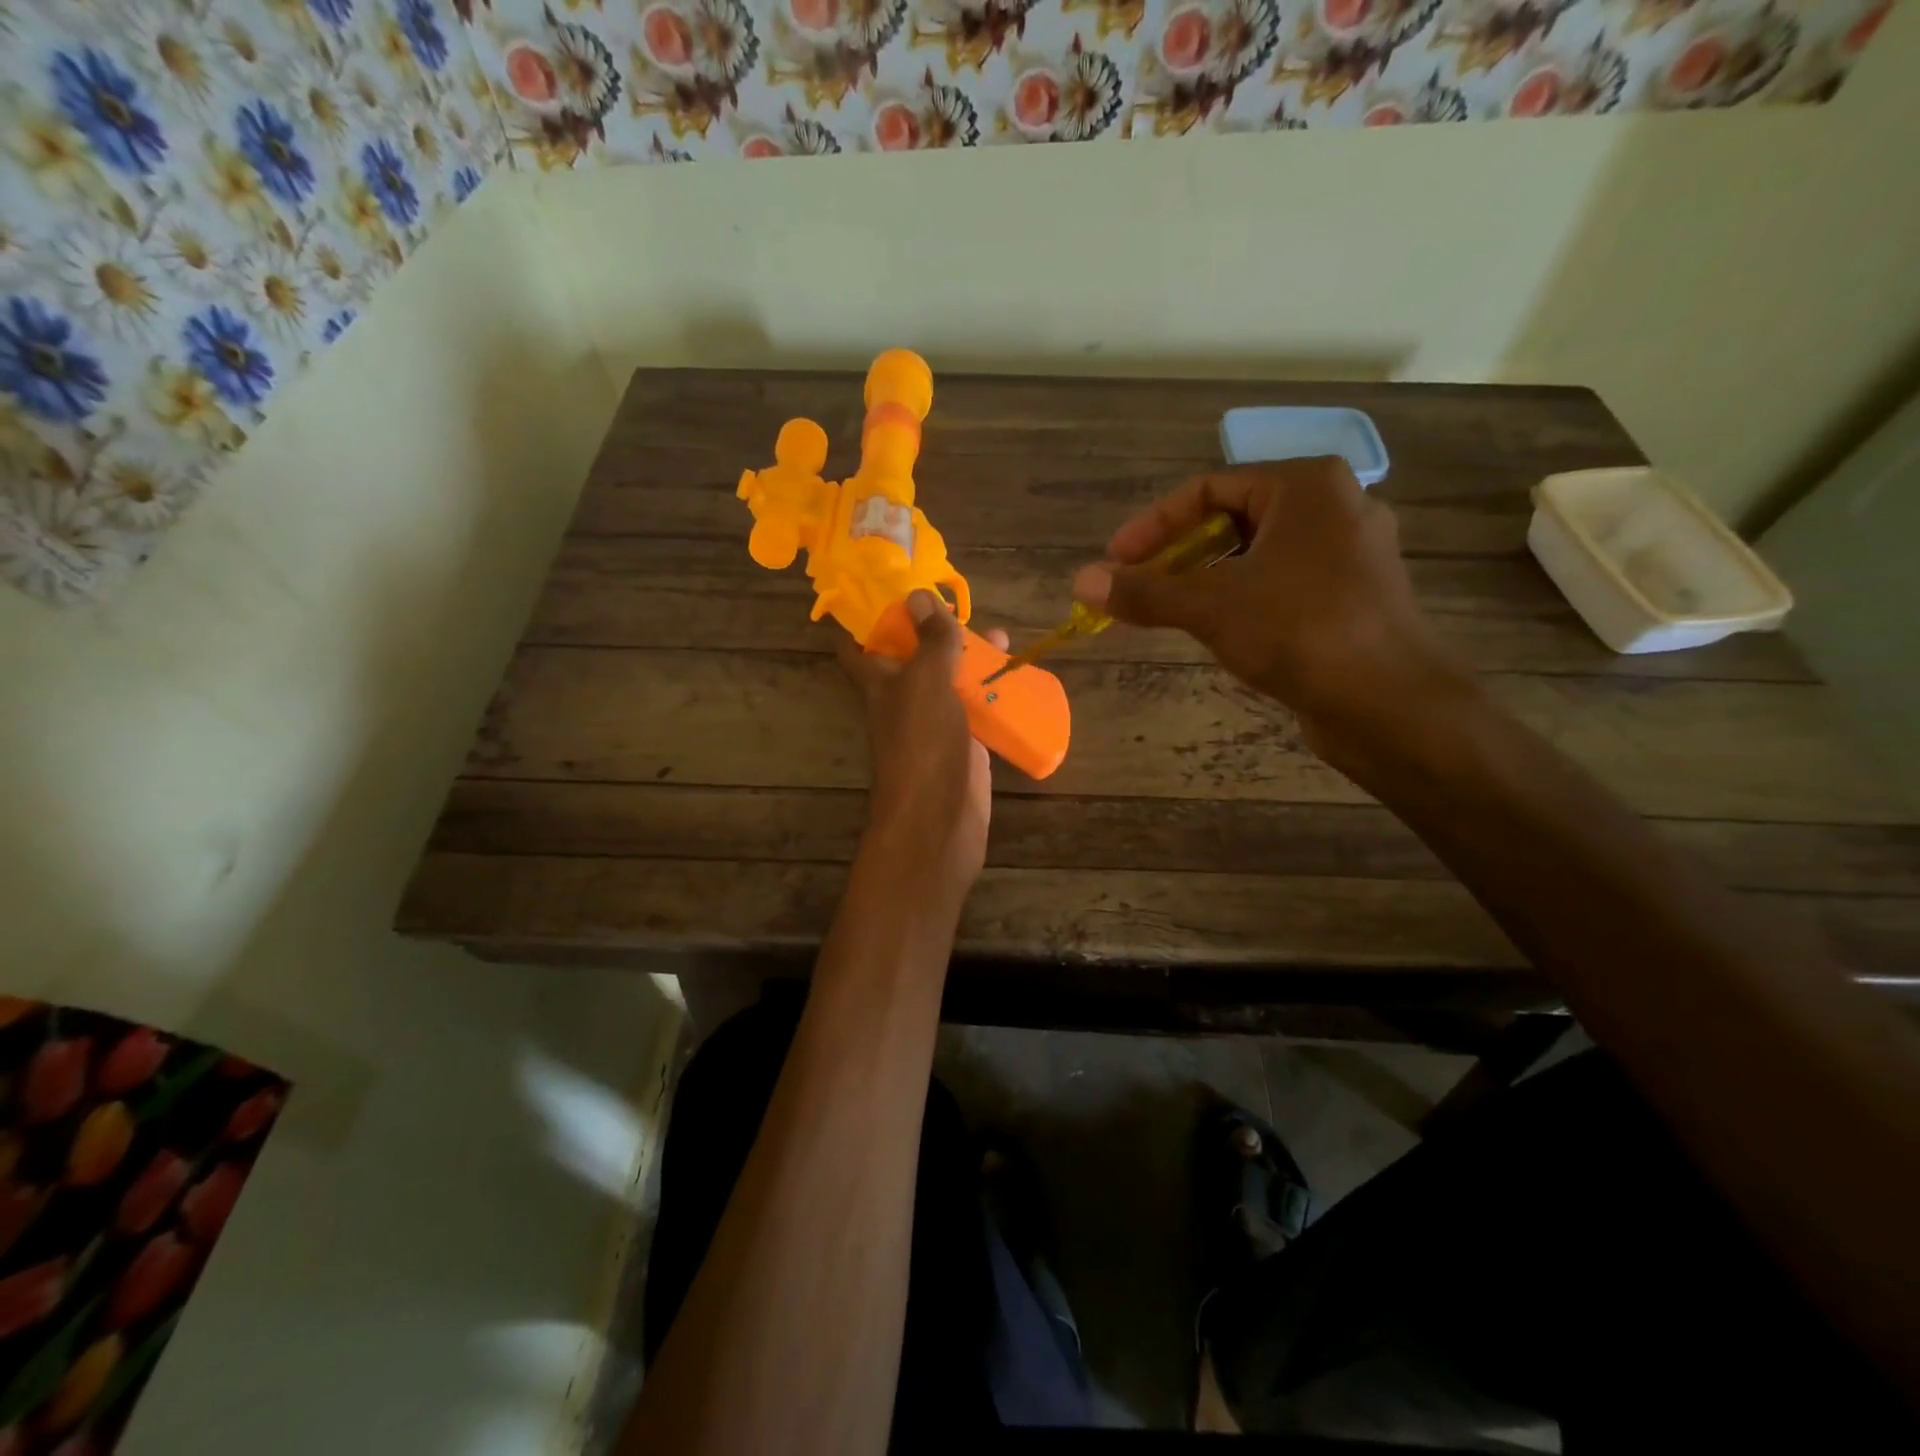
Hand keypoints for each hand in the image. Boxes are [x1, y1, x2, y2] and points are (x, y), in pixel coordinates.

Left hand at [839, 591, 1005, 888]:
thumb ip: (929, 641)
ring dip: (971, 660)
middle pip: (914, 659)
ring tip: (1003, 635)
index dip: (864, 619)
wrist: (940, 820)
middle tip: (960, 604)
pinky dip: (993, 695)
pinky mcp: (964, 745)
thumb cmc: (922, 744)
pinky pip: (976, 712)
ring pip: (950, 683)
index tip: (882, 589)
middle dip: (934, 632)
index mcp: (880, 683)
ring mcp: (934, 725)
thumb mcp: (926, 682)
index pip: (858, 647)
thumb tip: (918, 593)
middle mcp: (903, 701)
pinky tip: (1017, 679)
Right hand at [1072, 458, 1471, 756]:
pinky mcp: (1355, 595)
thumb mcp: (1211, 606)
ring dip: (1206, 580)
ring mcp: (1350, 553)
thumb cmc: (1299, 631)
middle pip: (1231, 521)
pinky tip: (1219, 630)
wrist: (1389, 702)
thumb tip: (1082, 581)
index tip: (1114, 563)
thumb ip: (1145, 591)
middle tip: (1137, 587)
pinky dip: (1242, 598)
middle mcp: (1335, 506)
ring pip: (1257, 555)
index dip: (1151, 526)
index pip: (1207, 490)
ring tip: (1169, 611)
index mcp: (1305, 485)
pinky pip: (1282, 582)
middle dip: (1177, 555)